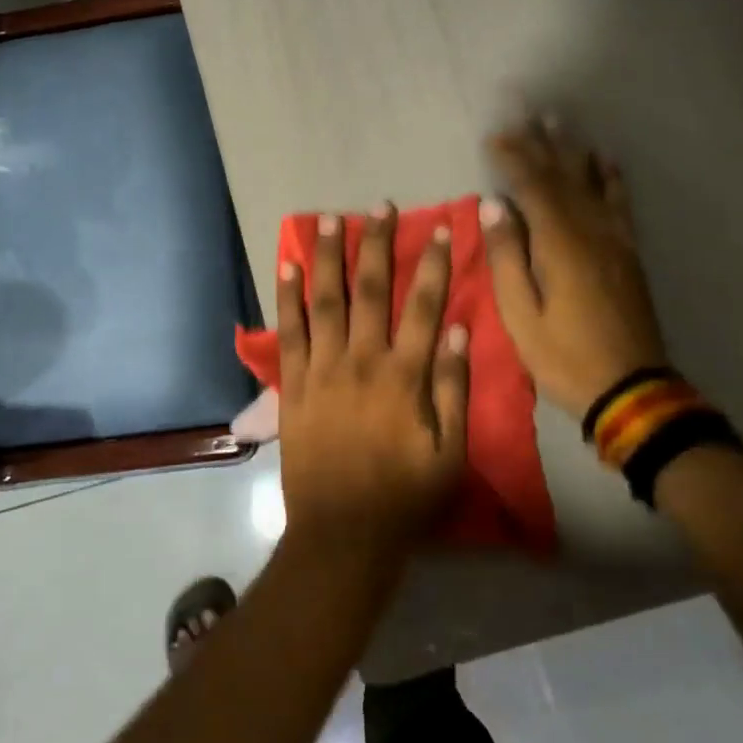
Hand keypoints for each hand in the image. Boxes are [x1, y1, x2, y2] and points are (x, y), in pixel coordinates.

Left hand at [276, 205, 470, 566]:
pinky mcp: (292, 385)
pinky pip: (288, 333)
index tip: (440, 228)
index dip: (432, 264)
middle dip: (376, 245)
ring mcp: (321, 370)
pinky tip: (287, 267)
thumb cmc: (405, 497)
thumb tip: (455, 330)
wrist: (342, 535)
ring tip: (329, 219)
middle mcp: (361, 361)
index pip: (423, 306)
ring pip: (325, 301)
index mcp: (403, 376)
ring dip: (328, 257)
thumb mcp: (450, 453)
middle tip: (379, 206)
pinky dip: (287, 298)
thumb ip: (453, 389)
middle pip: (370, 290)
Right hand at [483, 120, 668, 416]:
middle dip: (540, 144)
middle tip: (525, 114)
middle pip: (562, 177)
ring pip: (591, 183)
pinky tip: (606, 161)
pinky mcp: (628, 253)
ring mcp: (614, 240)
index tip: (494, 137)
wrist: (631, 388)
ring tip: (559, 123)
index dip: (513, 158)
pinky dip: (611, 179)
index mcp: (559, 244)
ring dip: (573, 151)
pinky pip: (620, 205)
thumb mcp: (520, 315)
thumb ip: (507, 257)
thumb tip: (494, 205)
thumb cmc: (564, 356)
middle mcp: (590, 231)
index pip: (532, 187)